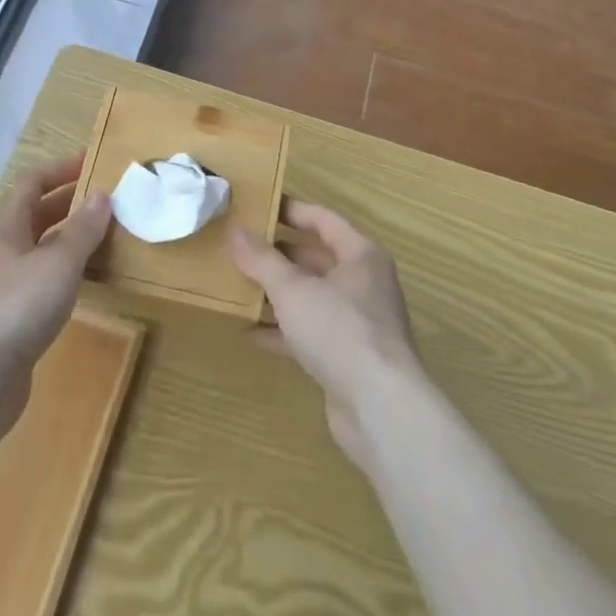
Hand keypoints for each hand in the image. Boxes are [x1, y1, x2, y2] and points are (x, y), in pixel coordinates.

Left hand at [0, 152, 111, 430]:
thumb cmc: (18, 307)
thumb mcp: (59, 262)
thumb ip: (83, 229)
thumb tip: (102, 196)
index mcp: (5, 229)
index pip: (31, 183)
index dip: (61, 169)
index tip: (94, 162)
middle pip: (34, 216)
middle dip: (69, 204)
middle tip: (107, 202)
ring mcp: (1, 287)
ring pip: (39, 250)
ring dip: (68, 240)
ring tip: (104, 239)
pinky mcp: (8, 320)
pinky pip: (41, 282)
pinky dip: (64, 273)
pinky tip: (85, 284)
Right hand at [231, 203, 420, 465]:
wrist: (380, 408)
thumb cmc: (340, 330)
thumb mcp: (293, 289)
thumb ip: (262, 260)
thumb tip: (235, 231)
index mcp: (360, 255)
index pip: (322, 219)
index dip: (290, 211)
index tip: (257, 207)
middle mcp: (363, 283)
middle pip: (316, 259)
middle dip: (278, 254)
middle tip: (239, 247)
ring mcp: (356, 323)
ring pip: (311, 297)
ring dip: (277, 293)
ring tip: (238, 285)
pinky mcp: (346, 358)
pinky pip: (309, 333)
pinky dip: (282, 331)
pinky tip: (250, 333)